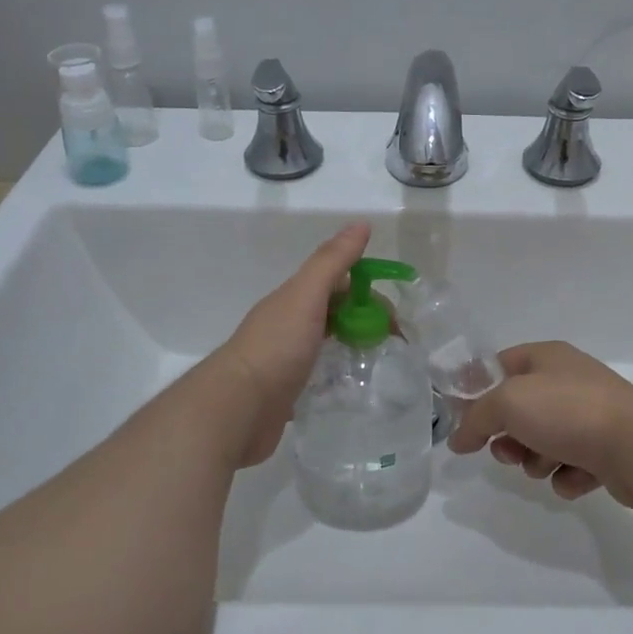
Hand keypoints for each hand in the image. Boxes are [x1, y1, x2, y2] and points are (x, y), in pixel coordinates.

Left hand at [211, 222, 371, 467]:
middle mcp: (288, 324)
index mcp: (293, 298)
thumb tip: (362, 224)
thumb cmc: (276, 347)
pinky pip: (319, 373)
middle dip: (364, 320)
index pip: (338, 283)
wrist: (237, 409)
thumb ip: (332, 261)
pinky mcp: (287, 391)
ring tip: (380, 363)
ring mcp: (285, 358)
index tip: (394, 315)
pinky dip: (339, 374)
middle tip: (393, 342)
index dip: (368, 292)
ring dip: (352, 345)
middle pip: (334, 312)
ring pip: (327, 342)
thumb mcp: (306, 296)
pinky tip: (353, 386)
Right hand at [448, 341, 632, 506]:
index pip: (499, 364)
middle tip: (506, 452)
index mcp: (547, 357)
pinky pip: (572, 466)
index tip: (462, 419)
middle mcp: (569, 381)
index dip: (477, 390)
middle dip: (508, 436)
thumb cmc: (569, 411)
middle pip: (520, 409)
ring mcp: (591, 416)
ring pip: (544, 441)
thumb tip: (456, 438)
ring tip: (545, 466)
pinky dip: (568, 476)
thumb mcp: (508, 403)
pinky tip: (575, 477)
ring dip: (536, 460)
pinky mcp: (608, 451)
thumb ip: (476, 418)